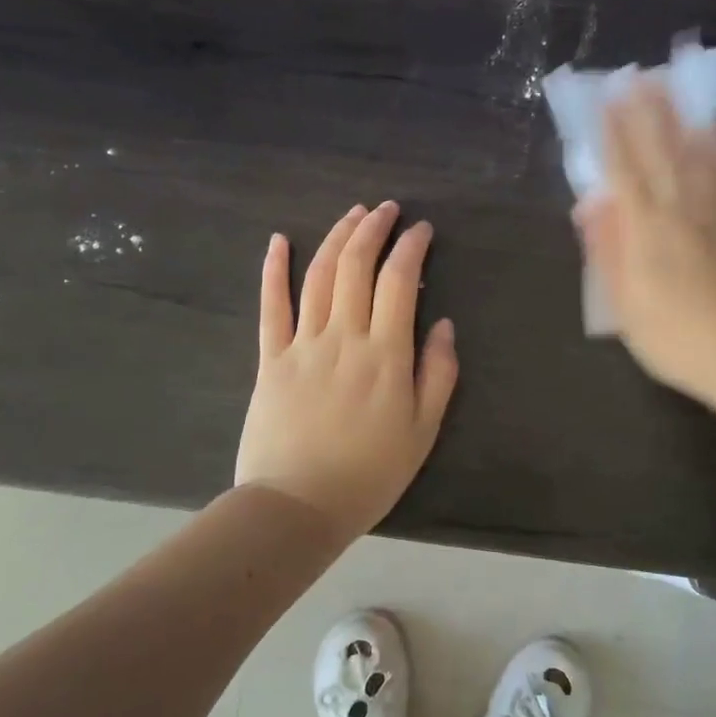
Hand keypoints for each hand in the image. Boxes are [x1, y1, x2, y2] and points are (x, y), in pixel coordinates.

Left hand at [236, 202, 458, 539]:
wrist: (297, 507)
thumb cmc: (368, 474)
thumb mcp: (421, 431)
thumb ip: (437, 374)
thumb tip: (444, 325)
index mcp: (386, 354)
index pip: (399, 281)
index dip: (411, 247)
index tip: (422, 229)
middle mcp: (344, 336)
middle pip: (356, 266)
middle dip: (374, 229)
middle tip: (387, 209)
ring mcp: (303, 344)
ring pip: (319, 275)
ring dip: (336, 237)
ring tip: (353, 214)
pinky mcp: (271, 358)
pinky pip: (271, 306)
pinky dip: (274, 270)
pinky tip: (279, 241)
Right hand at [574, 83, 715, 404]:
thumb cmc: (673, 336)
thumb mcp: (623, 304)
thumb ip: (607, 250)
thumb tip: (591, 204)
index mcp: (644, 230)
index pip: (623, 171)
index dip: (612, 135)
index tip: (606, 102)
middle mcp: (680, 210)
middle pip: (660, 153)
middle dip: (646, 114)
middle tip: (637, 77)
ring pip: (697, 156)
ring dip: (681, 120)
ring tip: (673, 89)